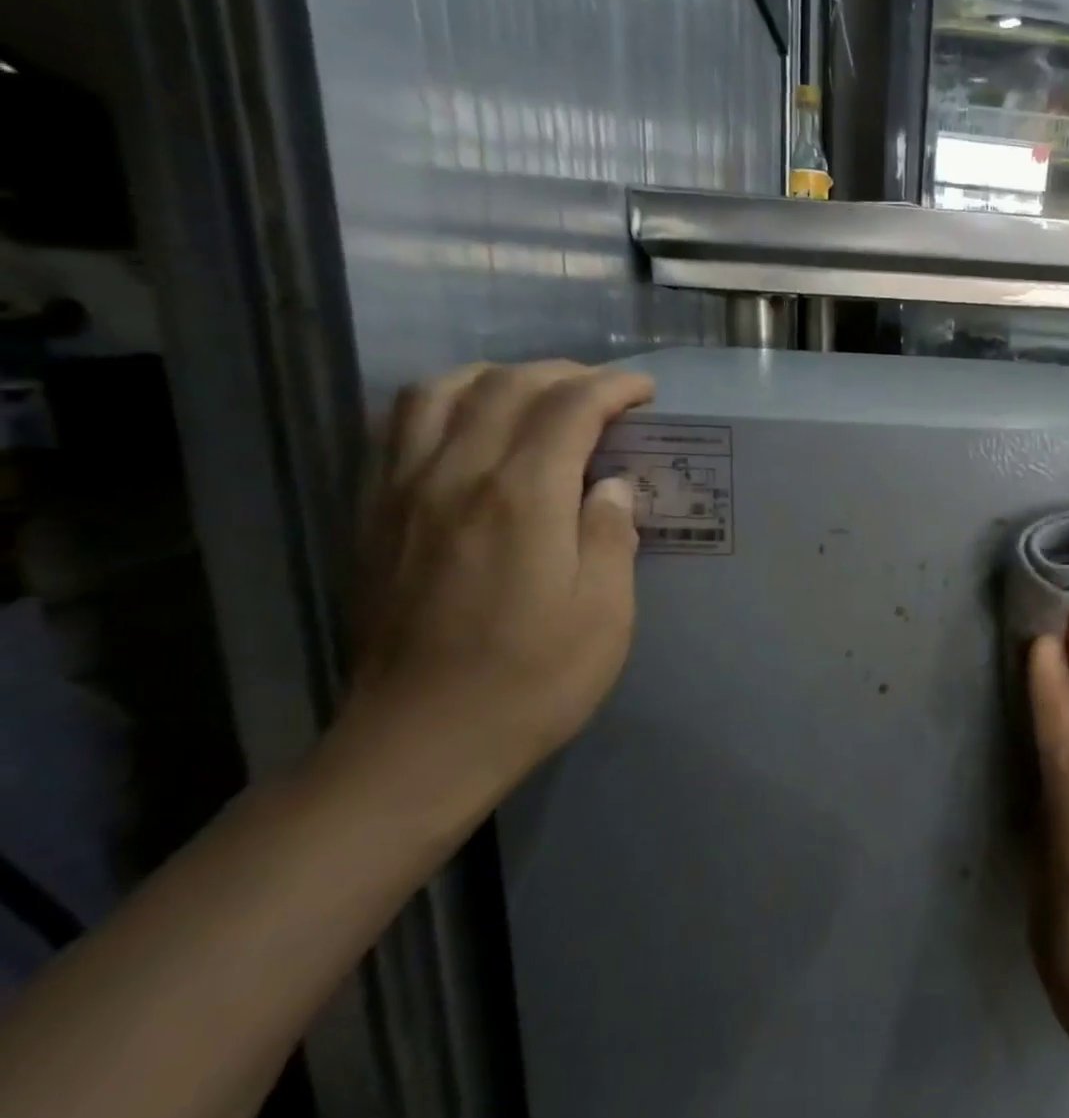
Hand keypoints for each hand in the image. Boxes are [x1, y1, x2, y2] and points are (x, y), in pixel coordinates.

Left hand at [341, 361, 655, 810]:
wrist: (421, 741)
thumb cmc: (533, 681)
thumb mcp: (605, 614)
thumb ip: (610, 535)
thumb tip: (611, 485)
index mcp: (521, 497)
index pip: (570, 407)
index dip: (613, 388)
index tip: (645, 393)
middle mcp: (455, 475)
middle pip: (507, 386)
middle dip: (564, 375)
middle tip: (604, 395)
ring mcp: (403, 491)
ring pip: (440, 391)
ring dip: (497, 377)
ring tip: (534, 397)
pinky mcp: (373, 515)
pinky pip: (399, 427)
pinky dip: (442, 403)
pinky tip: (467, 426)